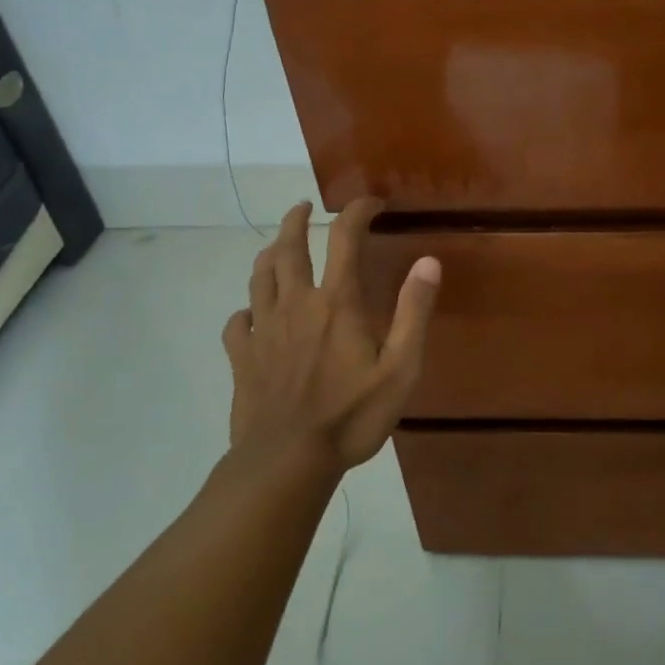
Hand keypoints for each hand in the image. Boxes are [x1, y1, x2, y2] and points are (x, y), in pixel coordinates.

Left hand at [220, 197, 440, 481]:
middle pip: (289, 248)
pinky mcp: (242, 357)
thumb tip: (428, 261)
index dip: (357, 212)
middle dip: (296, 221)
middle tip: (303, 208)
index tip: (371, 204)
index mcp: (336, 302)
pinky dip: (245, 310)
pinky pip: (236, 322)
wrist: (287, 460)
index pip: (345, 239)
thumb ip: (413, 312)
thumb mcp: (400, 367)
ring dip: (268, 254)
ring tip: (276, 247)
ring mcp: (263, 330)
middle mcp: (296, 304)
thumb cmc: (352, 415)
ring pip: (259, 277)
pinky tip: (251, 315)